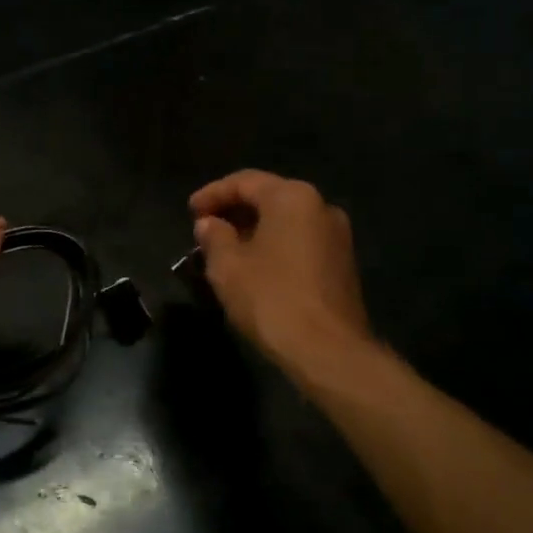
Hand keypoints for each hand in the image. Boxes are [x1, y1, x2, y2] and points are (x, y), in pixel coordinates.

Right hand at [190, 171, 371, 373]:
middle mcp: (321, 207)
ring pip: (285, 221)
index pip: (245, 182)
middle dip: (234, 210)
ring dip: (253, 229)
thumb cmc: (271, 298)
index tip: (189, 212)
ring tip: (224, 249)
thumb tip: (209, 223)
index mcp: (293, 198)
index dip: (212, 194)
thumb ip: (214, 236)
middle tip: (204, 228)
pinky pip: (299, 241)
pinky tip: (252, 266)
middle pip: (269, 197)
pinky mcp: (342, 263)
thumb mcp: (227, 266)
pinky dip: (273, 245)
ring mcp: (337, 236)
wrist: (327, 350)